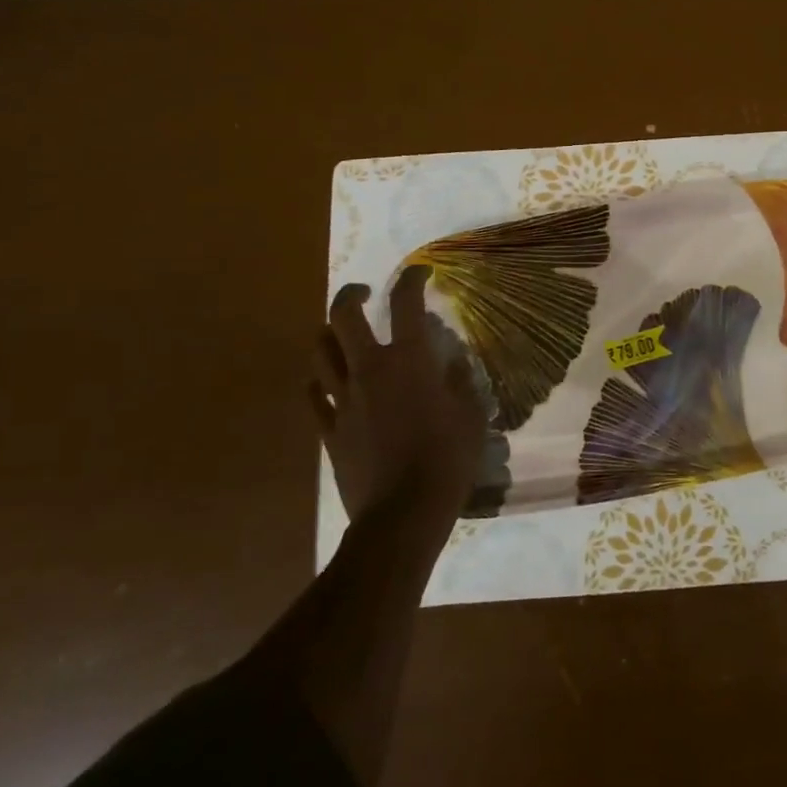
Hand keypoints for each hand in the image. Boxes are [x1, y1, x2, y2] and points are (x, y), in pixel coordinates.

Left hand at [309, 266, 488, 518]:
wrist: (403, 514)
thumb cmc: (447, 460)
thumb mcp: (471, 415)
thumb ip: (460, 382)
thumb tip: (451, 364)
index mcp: (408, 361)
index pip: (405, 303)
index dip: (411, 279)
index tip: (419, 273)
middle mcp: (369, 370)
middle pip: (344, 317)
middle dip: (351, 294)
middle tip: (364, 293)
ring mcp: (343, 400)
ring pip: (321, 351)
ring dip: (330, 334)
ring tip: (342, 334)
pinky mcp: (329, 430)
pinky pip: (314, 395)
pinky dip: (320, 380)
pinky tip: (330, 381)